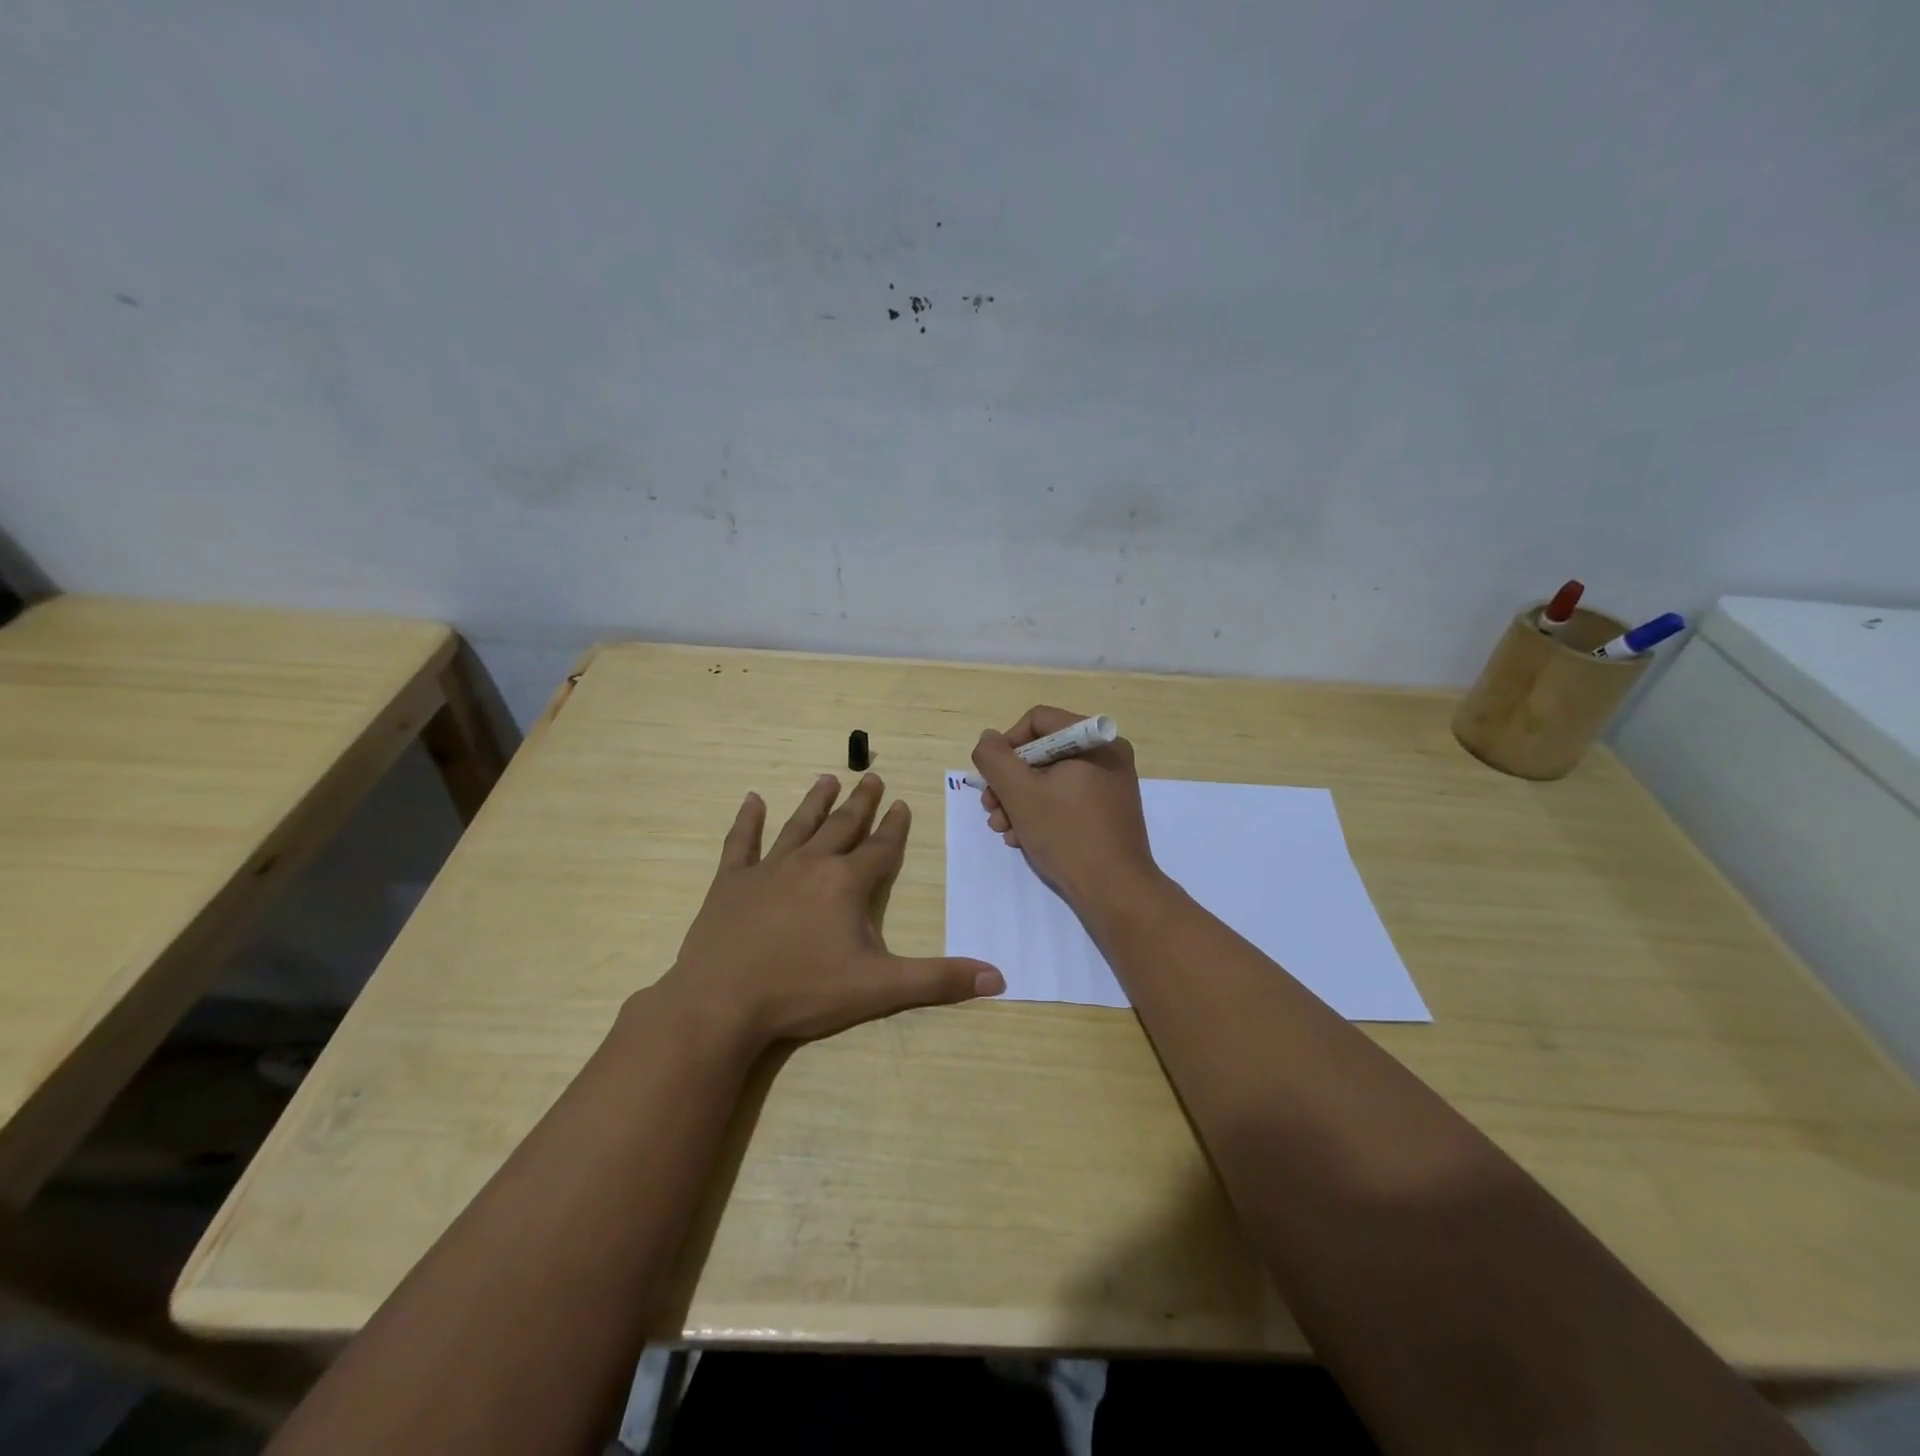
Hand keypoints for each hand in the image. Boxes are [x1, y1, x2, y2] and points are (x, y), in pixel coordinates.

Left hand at [655, 773, 1004, 1051]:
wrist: (722, 1002)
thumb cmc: (804, 991)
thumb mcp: (879, 989)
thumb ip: (938, 981)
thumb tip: (998, 977)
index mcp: (846, 883)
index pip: (880, 848)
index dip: (895, 827)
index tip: (902, 803)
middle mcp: (810, 864)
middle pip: (842, 826)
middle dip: (861, 802)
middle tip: (872, 777)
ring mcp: (767, 870)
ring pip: (797, 825)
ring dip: (815, 801)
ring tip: (828, 778)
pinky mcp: (730, 883)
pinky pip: (740, 843)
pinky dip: (747, 821)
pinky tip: (751, 800)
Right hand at [971, 705, 1160, 912]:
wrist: (1115, 890)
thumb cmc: (1066, 834)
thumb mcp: (1019, 792)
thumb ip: (994, 758)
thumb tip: (988, 739)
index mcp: (1093, 740)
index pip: (1037, 721)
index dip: (1006, 746)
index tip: (992, 778)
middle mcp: (1106, 754)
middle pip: (1042, 752)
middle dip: (1009, 782)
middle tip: (991, 810)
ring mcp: (1110, 784)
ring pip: (1050, 779)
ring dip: (1019, 801)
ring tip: (1003, 830)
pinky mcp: (1108, 810)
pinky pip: (1066, 798)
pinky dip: (1041, 813)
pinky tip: (1023, 838)